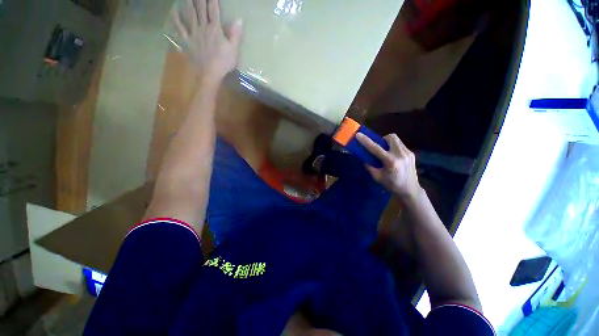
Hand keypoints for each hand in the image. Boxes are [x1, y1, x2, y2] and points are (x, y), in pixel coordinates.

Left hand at [174, 0, 242, 81]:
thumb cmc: (223, 62)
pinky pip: (180, 28)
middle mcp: (203, 27)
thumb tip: (239, 19)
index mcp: (215, 29)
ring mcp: (193, 33)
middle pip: (201, 9)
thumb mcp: (233, 49)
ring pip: (190, 14)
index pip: (214, 10)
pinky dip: (176, 19)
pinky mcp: (187, 40)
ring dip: (188, 3)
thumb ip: (235, 34)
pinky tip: (174, 11)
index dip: (213, 0)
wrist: (209, 73)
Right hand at [356, 133, 420, 200]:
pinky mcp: (411, 153)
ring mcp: (408, 153)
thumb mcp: (377, 177)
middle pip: (391, 137)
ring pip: (396, 139)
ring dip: (388, 142)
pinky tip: (392, 156)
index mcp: (391, 162)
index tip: (358, 135)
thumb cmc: (392, 184)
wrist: (410, 189)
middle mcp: (400, 154)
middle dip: (382, 139)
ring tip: (385, 151)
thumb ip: (369, 166)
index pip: (376, 148)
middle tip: (379, 146)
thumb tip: (364, 157)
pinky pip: (400, 145)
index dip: (366, 141)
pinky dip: (393, 147)